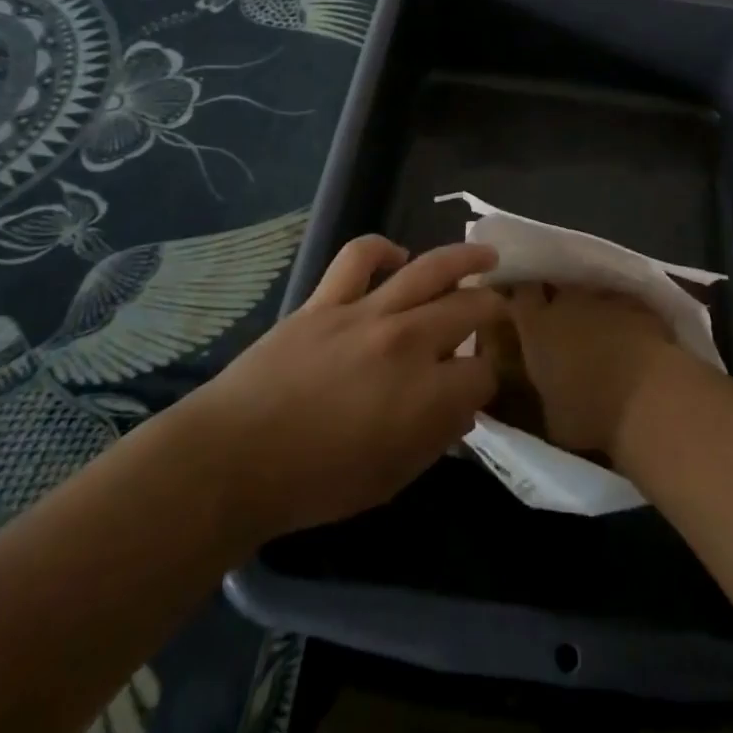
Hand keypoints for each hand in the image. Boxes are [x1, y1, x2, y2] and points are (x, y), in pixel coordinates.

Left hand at [191, 236, 502, 545]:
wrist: (234, 458)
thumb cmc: (315, 483)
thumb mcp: (391, 479)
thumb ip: (435, 438)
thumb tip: (460, 408)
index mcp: (428, 395)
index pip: (482, 373)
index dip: (486, 380)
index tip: (477, 387)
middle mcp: (408, 342)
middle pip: (469, 309)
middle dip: (492, 309)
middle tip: (498, 310)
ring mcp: (367, 312)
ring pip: (430, 268)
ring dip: (464, 259)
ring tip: (484, 256)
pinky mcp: (327, 299)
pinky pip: (360, 256)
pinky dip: (383, 249)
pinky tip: (397, 256)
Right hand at [507, 287, 685, 456]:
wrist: (650, 397)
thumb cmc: (591, 414)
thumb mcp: (553, 418)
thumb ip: (546, 394)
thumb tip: (550, 395)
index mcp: (537, 327)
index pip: (521, 294)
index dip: (522, 296)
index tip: (524, 306)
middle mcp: (567, 302)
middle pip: (556, 285)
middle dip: (557, 296)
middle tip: (561, 318)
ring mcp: (605, 298)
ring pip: (591, 291)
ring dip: (592, 305)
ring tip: (598, 326)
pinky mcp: (639, 303)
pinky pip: (624, 302)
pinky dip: (624, 313)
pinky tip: (631, 332)